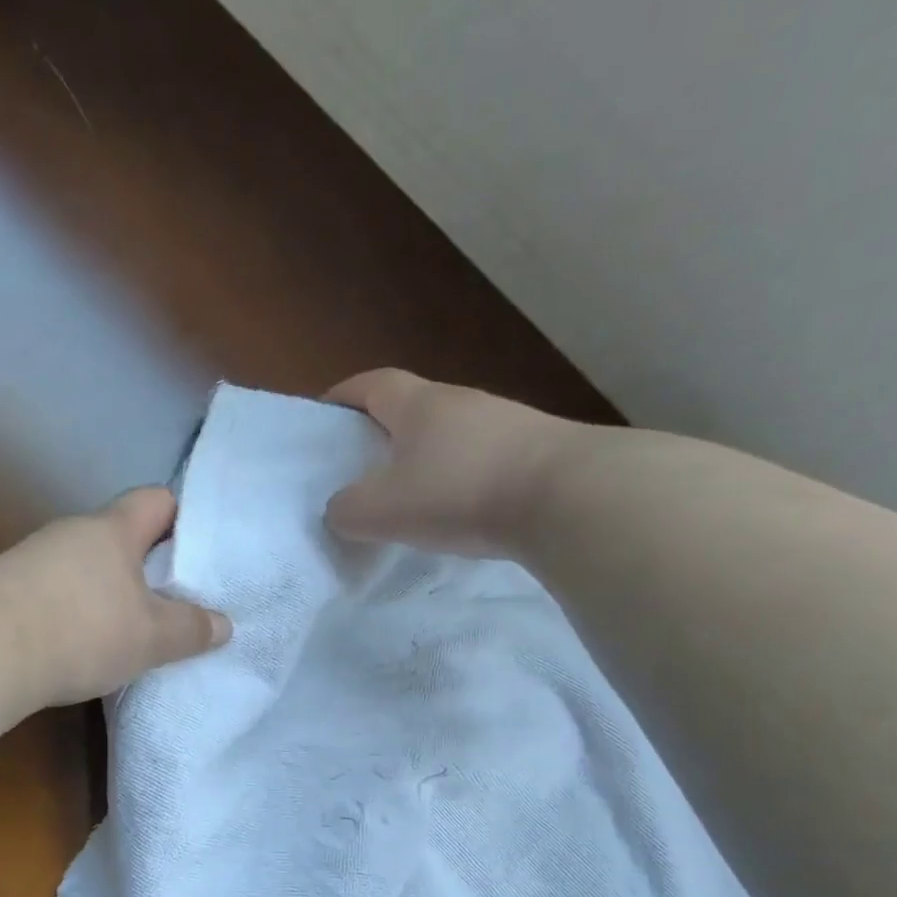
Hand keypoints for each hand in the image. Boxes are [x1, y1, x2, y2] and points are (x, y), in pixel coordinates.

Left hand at [0, 487, 231, 706]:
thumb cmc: (81, 630)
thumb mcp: (151, 637)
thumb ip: (190, 629)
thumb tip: (223, 624)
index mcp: (112, 529)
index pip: (157, 500)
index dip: (183, 519)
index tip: (199, 553)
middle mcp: (71, 533)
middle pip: (120, 536)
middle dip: (147, 565)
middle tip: (174, 601)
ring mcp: (33, 559)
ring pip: (86, 567)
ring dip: (108, 592)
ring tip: (130, 631)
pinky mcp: (5, 590)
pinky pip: (56, 592)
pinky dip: (75, 612)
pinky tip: (81, 646)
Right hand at [323, 369, 595, 556]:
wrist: (573, 498)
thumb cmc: (461, 492)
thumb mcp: (383, 510)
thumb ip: (347, 510)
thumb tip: (342, 509)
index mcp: (419, 404)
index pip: (371, 383)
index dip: (343, 396)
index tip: (323, 417)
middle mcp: (462, 402)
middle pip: (412, 408)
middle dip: (384, 433)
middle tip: (363, 469)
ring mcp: (507, 423)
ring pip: (451, 435)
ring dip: (428, 459)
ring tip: (414, 497)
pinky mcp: (540, 451)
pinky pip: (485, 460)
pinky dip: (464, 479)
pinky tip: (463, 512)